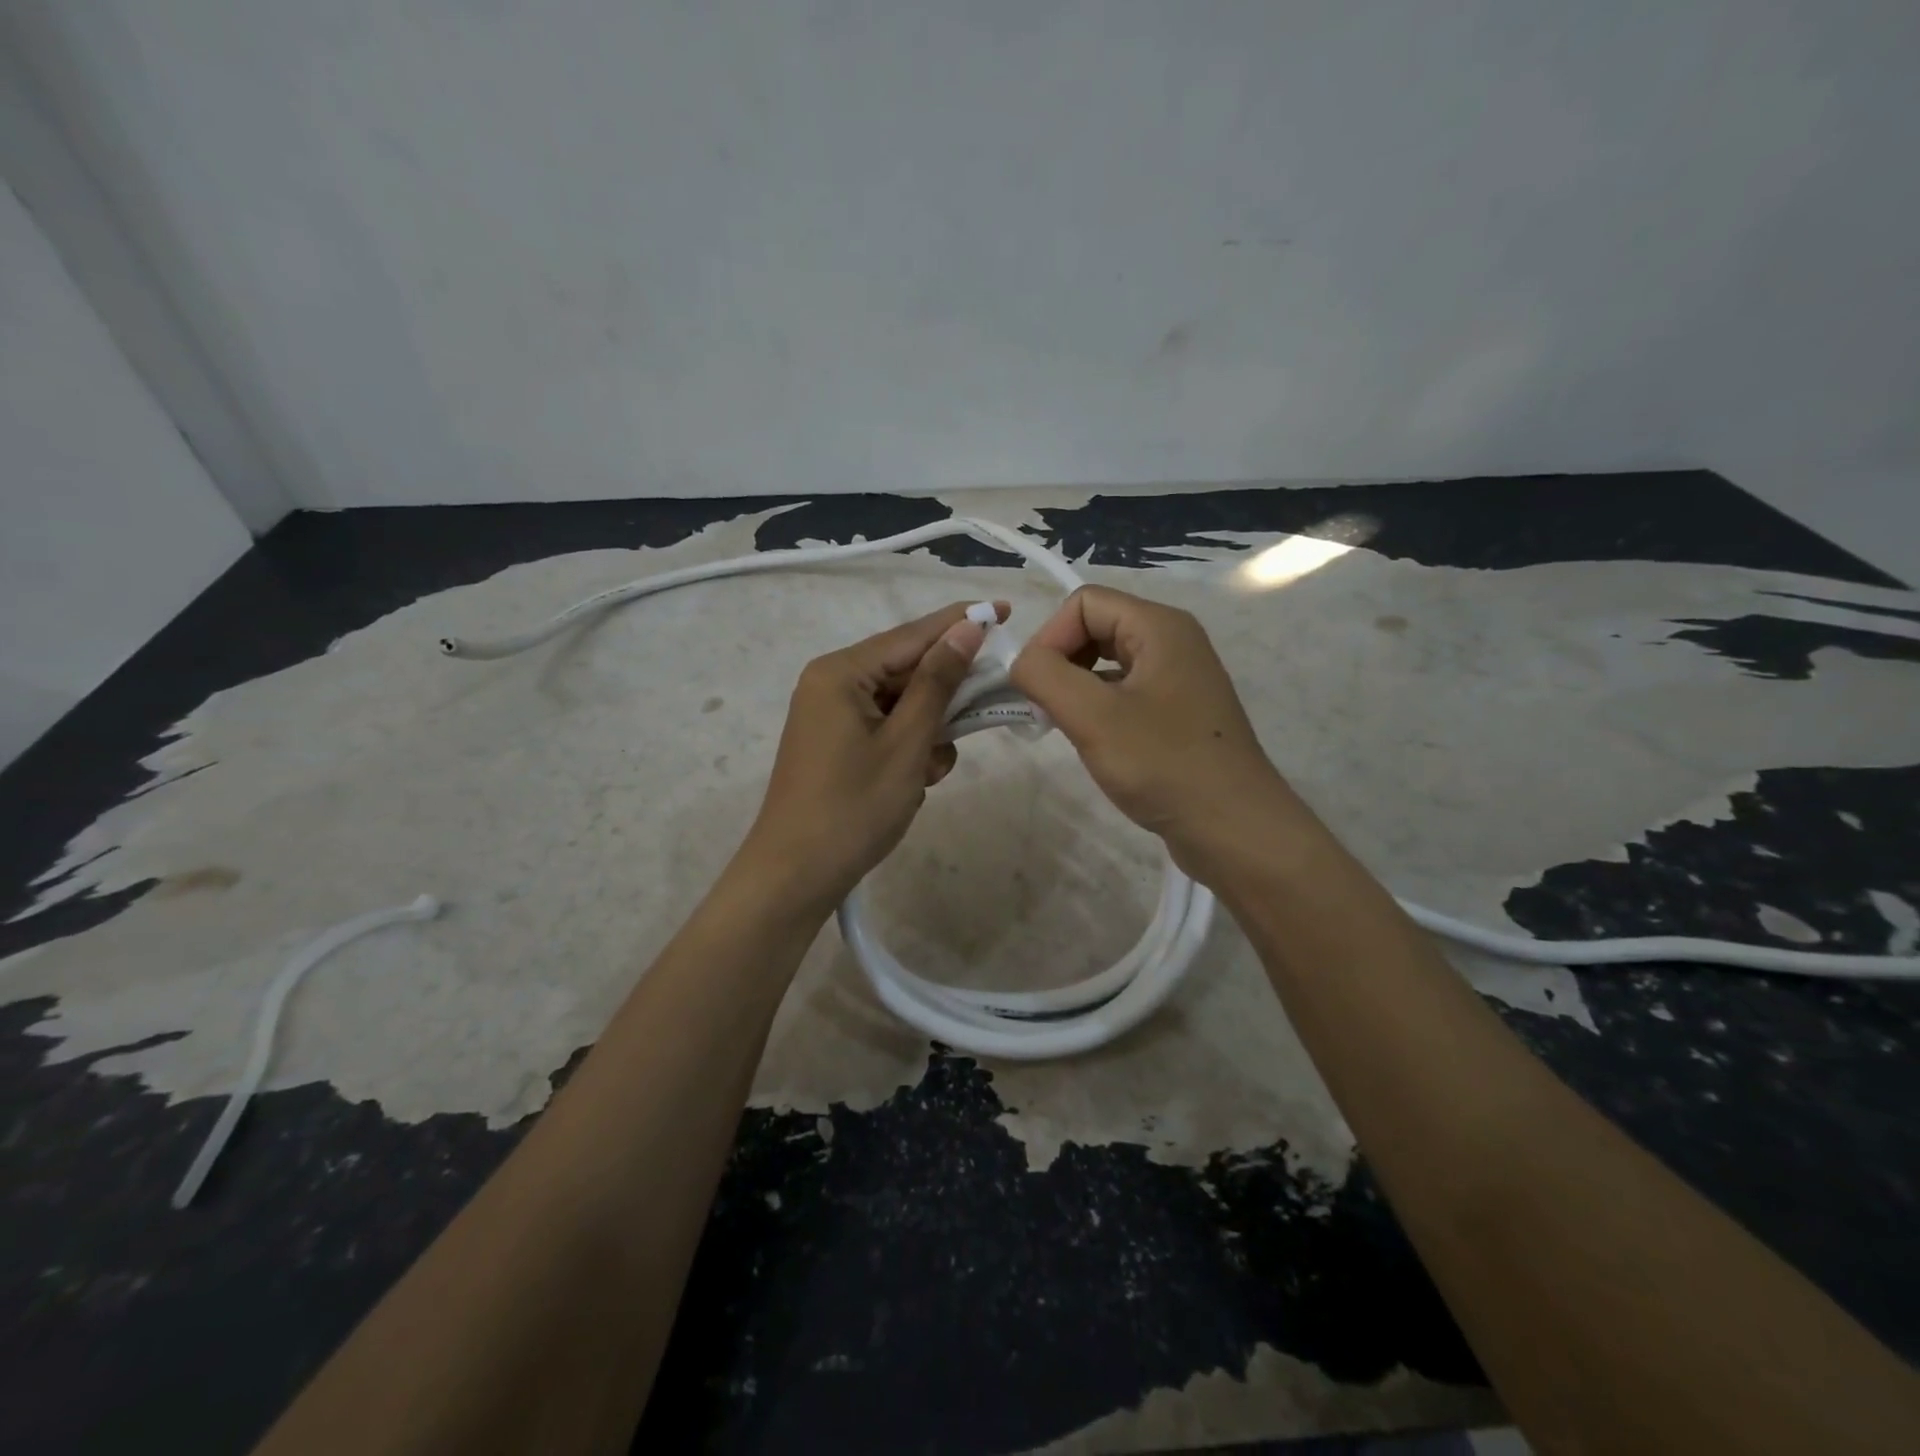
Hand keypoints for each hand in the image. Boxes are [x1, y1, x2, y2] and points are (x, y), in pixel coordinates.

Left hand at [740, 600, 1008, 910]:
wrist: (795, 875)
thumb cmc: (854, 807)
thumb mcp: (906, 743)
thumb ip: (938, 682)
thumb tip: (967, 628)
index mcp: (840, 672)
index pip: (912, 635)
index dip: (961, 622)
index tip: (1005, 609)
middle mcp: (832, 683)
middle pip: (907, 670)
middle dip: (945, 696)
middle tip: (983, 710)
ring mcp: (832, 716)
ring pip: (901, 705)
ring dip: (928, 732)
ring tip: (928, 772)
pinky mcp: (837, 744)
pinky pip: (886, 729)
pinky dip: (908, 749)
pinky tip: (914, 782)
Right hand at [1010, 585, 1304, 879]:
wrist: (1234, 829)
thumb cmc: (1164, 765)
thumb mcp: (1093, 716)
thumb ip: (1044, 676)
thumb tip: (1020, 663)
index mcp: (1160, 627)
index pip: (1083, 603)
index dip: (1049, 637)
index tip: (1033, 687)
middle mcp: (1173, 641)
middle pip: (1095, 627)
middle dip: (1060, 662)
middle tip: (1043, 708)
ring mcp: (1178, 679)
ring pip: (1107, 662)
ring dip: (1075, 687)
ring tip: (1062, 726)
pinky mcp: (1177, 713)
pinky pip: (1124, 692)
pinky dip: (1097, 708)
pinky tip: (1091, 741)